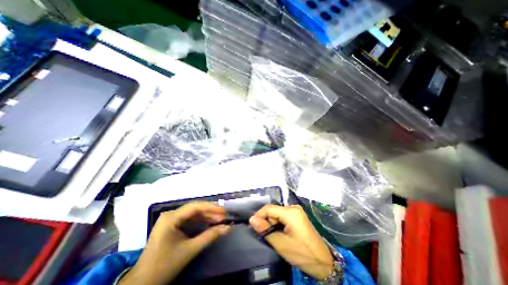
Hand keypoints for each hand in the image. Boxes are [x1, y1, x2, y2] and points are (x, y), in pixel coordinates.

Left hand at [119, 202, 229, 284]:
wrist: (142, 284)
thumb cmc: (165, 266)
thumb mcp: (190, 250)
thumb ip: (210, 236)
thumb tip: (228, 228)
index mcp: (171, 218)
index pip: (195, 207)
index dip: (211, 208)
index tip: (224, 211)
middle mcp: (170, 215)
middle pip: (195, 209)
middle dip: (210, 213)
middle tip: (224, 216)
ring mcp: (170, 220)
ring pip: (193, 214)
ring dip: (207, 217)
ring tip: (220, 220)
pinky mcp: (172, 226)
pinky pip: (189, 220)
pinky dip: (200, 222)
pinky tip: (210, 223)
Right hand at [249, 204, 336, 279]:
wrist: (323, 262)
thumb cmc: (302, 253)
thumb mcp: (281, 243)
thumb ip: (265, 230)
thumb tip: (252, 219)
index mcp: (290, 212)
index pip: (269, 208)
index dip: (259, 215)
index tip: (253, 225)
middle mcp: (293, 208)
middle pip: (273, 210)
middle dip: (268, 222)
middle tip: (269, 236)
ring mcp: (296, 211)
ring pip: (277, 214)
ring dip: (273, 224)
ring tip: (278, 237)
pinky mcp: (298, 216)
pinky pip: (283, 216)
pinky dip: (279, 224)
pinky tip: (282, 233)